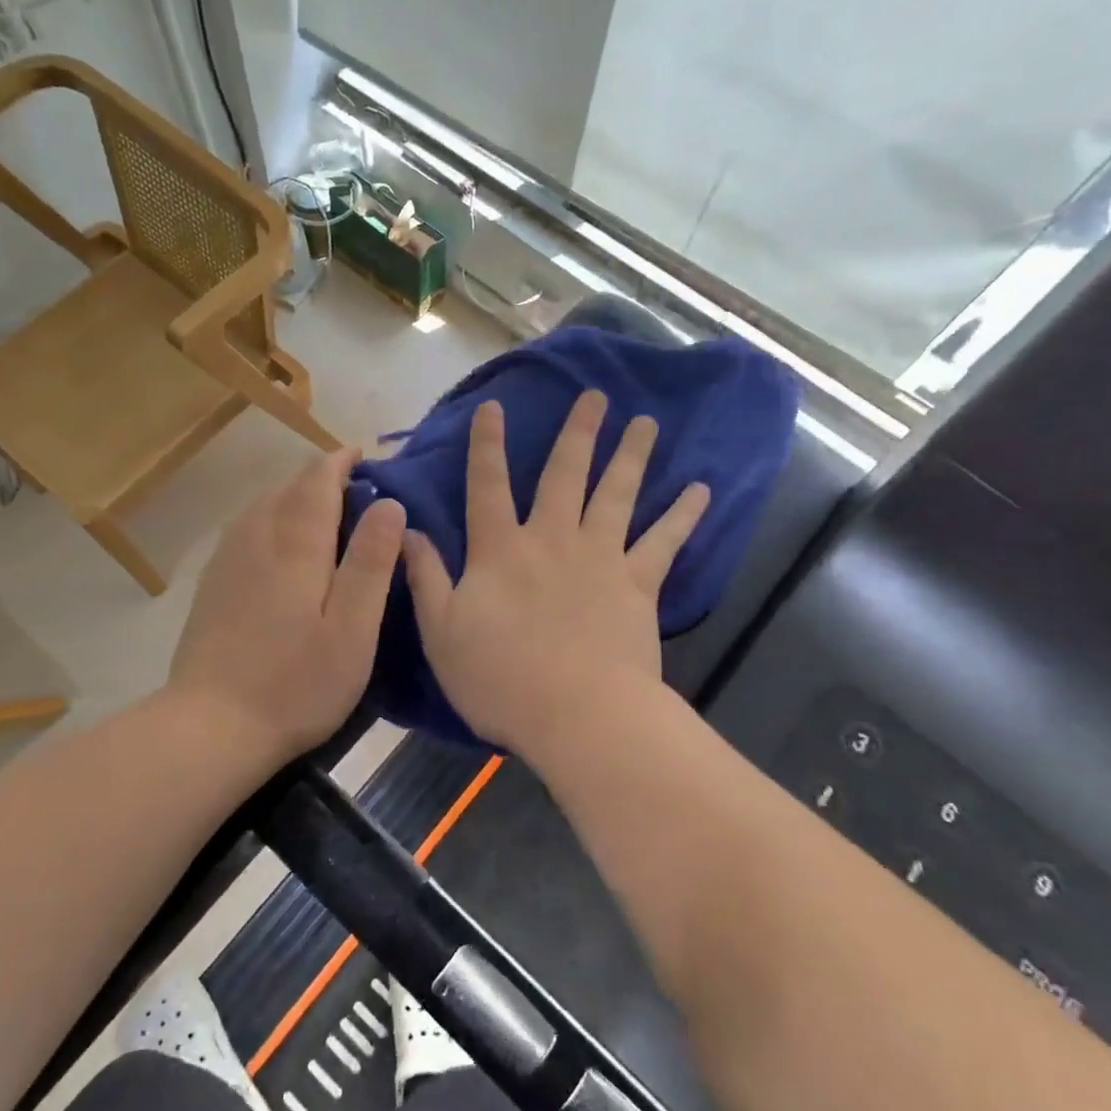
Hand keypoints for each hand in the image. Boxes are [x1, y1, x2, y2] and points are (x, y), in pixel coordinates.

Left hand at [168, 448, 405, 763]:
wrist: (211, 726)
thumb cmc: (296, 683)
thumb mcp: (353, 629)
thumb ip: (371, 562)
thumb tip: (390, 503)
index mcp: (295, 543)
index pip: (317, 479)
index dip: (342, 461)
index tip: (367, 457)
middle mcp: (256, 537)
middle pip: (288, 486)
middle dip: (322, 477)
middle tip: (358, 491)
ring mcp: (227, 559)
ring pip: (263, 505)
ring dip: (295, 496)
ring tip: (325, 513)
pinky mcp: (212, 583)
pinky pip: (246, 528)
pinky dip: (271, 519)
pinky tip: (281, 545)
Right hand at [403, 392, 709, 757]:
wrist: (577, 715)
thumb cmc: (500, 679)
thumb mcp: (441, 632)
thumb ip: (426, 577)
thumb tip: (409, 531)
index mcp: (501, 550)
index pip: (488, 486)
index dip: (487, 445)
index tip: (493, 407)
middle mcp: (552, 539)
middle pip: (565, 475)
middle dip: (578, 432)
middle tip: (596, 395)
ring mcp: (600, 557)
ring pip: (617, 494)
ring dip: (632, 455)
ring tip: (647, 422)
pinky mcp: (638, 584)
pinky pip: (664, 542)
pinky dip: (684, 516)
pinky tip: (701, 490)